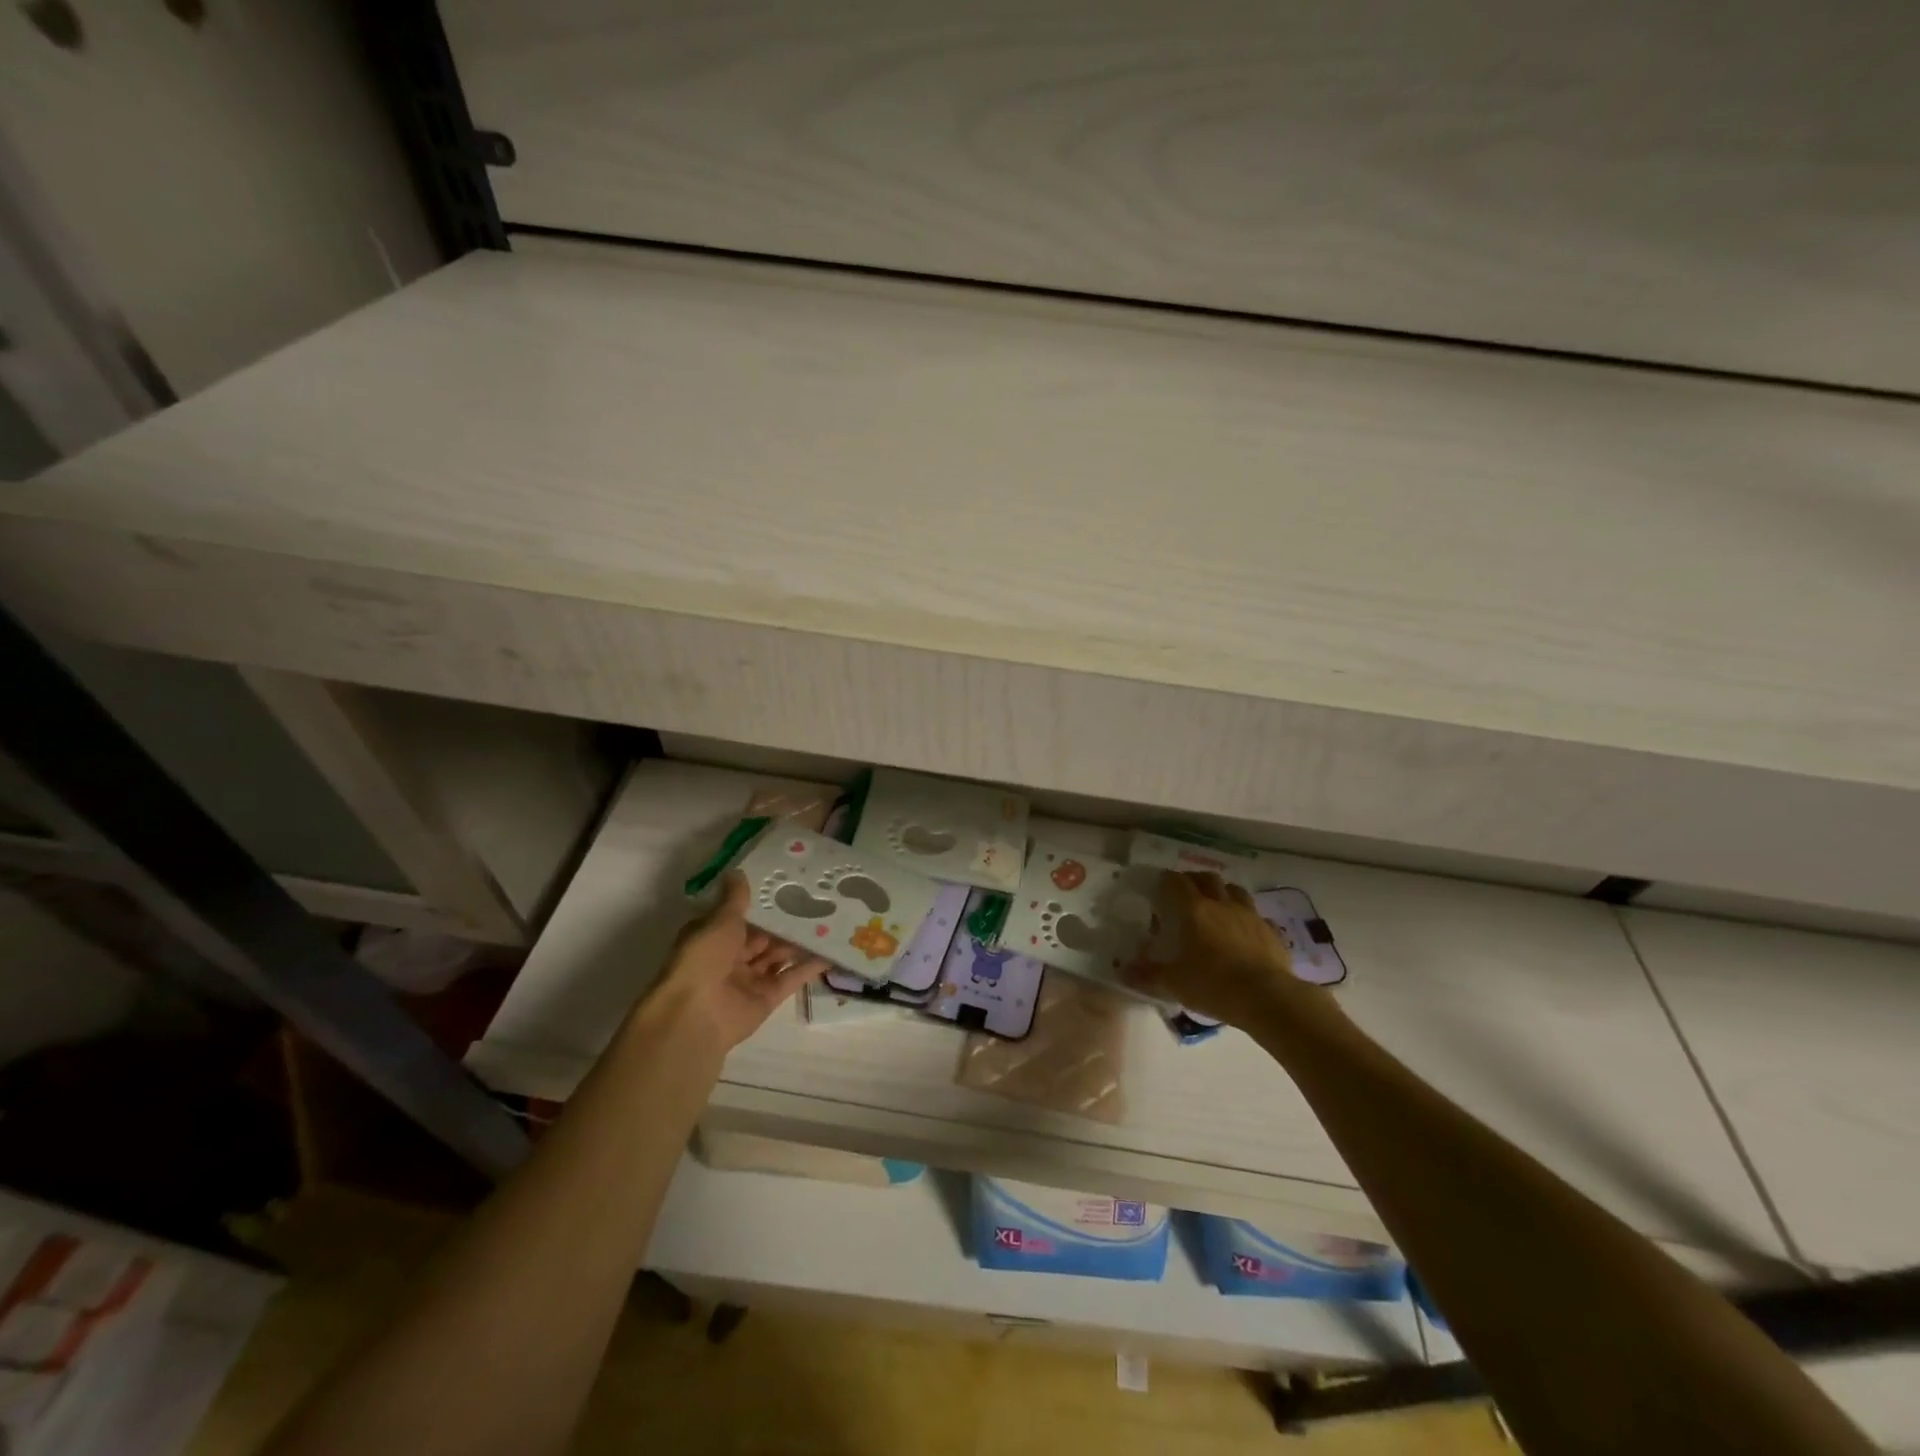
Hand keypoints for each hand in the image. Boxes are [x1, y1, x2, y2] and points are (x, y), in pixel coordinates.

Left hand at [643, 873, 829, 1051]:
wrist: (696, 1016)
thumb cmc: (703, 960)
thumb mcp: (719, 922)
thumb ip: (735, 899)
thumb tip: (738, 871)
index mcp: (713, 938)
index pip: (739, 917)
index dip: (761, 904)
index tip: (787, 886)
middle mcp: (730, 958)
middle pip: (762, 937)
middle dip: (784, 923)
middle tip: (816, 901)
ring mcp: (749, 979)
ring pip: (778, 956)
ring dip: (799, 942)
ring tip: (828, 921)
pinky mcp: (767, 998)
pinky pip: (790, 978)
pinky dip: (809, 967)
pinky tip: (831, 952)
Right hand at [1124, 871, 1318, 1029]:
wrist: (1268, 998)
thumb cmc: (1214, 985)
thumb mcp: (1174, 983)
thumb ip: (1147, 974)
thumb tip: (1122, 971)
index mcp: (1194, 910)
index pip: (1176, 882)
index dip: (1166, 880)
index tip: (1159, 886)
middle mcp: (1222, 905)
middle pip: (1207, 878)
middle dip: (1194, 880)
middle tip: (1185, 893)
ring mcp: (1250, 916)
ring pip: (1236, 891)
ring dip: (1223, 893)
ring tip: (1217, 907)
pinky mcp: (1272, 932)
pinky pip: (1258, 917)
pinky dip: (1248, 919)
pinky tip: (1245, 932)